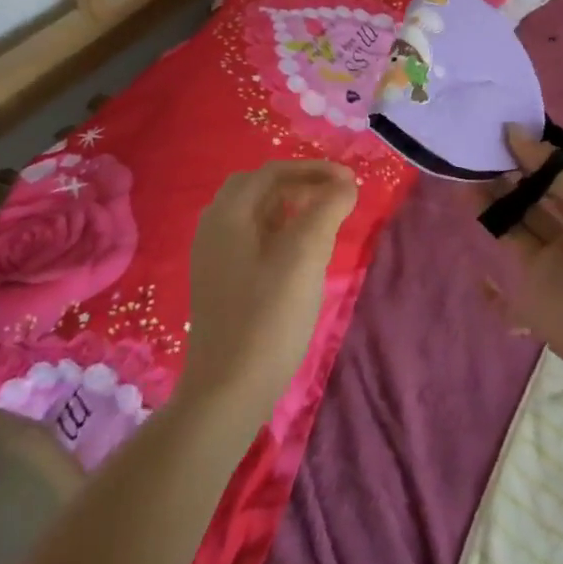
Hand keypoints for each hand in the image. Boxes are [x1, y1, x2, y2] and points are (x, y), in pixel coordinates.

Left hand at [178, 161, 355, 422]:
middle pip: (259, 188)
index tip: (349, 181)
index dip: (313, 169)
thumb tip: (345, 183)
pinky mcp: (220, 282)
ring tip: (323, 222)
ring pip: (255, 215)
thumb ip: (326, 210)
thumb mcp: (305, 256)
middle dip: (299, 184)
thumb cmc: (268, 318)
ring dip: (290, 208)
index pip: (272, 172)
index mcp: (227, 214)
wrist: (226, 394)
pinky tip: (300, 255)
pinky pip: (252, 239)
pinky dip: (280, 232)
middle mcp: (213, 227)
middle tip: (334, 197)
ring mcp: (213, 257)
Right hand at [478, 129, 562, 381]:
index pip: (557, 174)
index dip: (531, 154)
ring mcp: (549, 264)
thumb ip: (555, 169)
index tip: (500, 130)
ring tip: (463, 173)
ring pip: (514, 225)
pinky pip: (502, 281)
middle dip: (507, 174)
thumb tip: (515, 134)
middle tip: (476, 149)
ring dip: (491, 201)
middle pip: (532, 197)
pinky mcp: (529, 295)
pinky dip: (486, 276)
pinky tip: (469, 253)